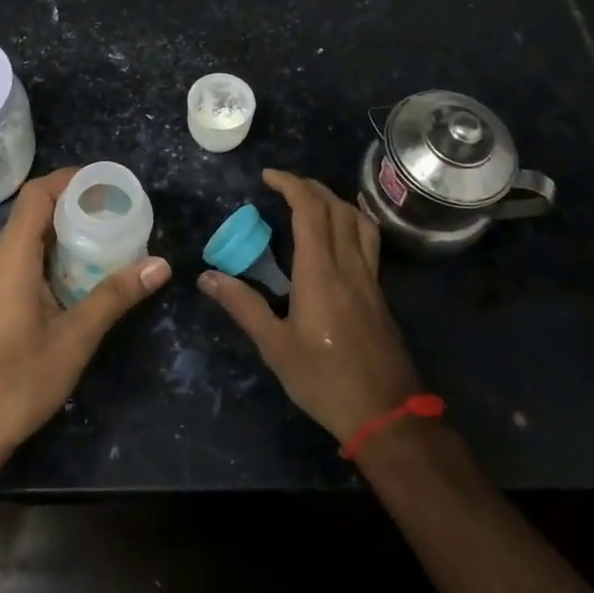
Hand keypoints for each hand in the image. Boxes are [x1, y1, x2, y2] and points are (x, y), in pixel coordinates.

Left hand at [0, 167, 171, 471]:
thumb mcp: (75, 338)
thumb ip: (115, 296)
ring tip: (100, 241)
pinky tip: (71, 278)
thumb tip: (160, 265)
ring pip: (22, 238)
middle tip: (114, 213)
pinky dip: (44, 255)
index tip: (105, 182)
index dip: (69, 179)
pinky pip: (15, 260)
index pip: (36, 194)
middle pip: (30, 213)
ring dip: (59, 233)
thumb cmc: (17, 382)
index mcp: (9, 257)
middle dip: (72, 206)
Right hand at [199, 169, 421, 442]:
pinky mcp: (379, 293)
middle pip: (335, 207)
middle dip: (309, 186)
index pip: (309, 210)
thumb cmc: (325, 381)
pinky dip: (354, 220)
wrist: (387, 415)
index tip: (267, 177)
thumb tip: (207, 277)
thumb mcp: (276, 347)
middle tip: (282, 185)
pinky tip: (343, 232)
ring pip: (358, 220)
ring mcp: (369, 278)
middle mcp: (348, 265)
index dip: (290, 185)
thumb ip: (243, 306)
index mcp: (320, 272)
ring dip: (334, 199)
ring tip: (311, 199)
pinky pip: (369, 240)